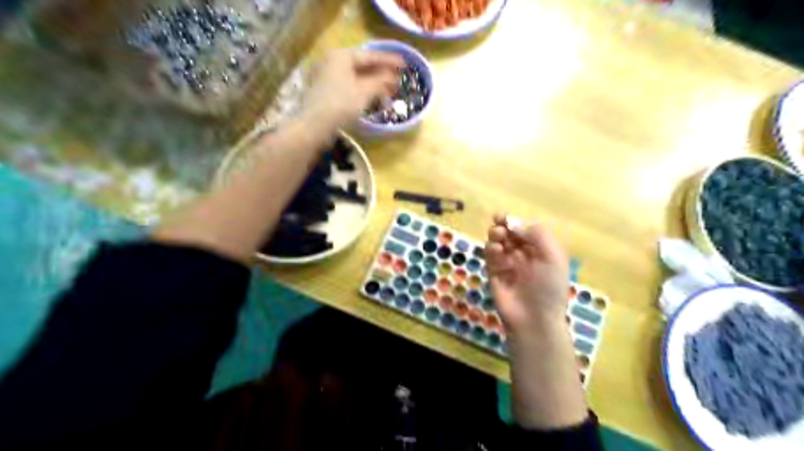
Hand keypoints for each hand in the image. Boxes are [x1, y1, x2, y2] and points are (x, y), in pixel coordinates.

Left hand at [299, 49, 404, 129]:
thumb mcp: (365, 91)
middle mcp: (333, 62)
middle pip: (363, 66)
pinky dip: (363, 91)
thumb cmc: (341, 104)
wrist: (314, 125)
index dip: (389, 61)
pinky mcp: (326, 91)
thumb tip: (392, 77)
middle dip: (382, 74)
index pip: (370, 56)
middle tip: (398, 80)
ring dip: (374, 84)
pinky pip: (350, 86)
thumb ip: (381, 81)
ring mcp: (328, 77)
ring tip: (390, 91)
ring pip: (356, 77)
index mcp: (342, 56)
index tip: (405, 64)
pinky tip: (374, 98)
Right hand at [483, 216, 587, 429]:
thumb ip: (537, 235)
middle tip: (499, 225)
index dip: (516, 222)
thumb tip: (515, 224)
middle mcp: (524, 256)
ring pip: (498, 243)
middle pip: (510, 234)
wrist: (533, 318)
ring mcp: (508, 264)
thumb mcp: (553, 257)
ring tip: (497, 237)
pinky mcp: (494, 273)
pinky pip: (490, 257)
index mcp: (541, 251)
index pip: (526, 231)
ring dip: (496, 236)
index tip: (504, 217)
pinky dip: (490, 250)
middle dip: (503, 227)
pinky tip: (494, 250)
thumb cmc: (548, 287)